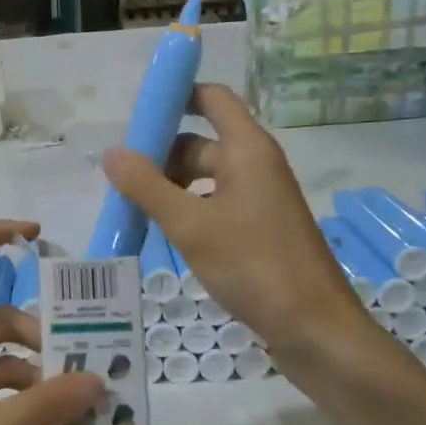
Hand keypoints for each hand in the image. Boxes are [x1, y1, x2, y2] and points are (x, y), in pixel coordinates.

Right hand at [102, 83, 370, 354]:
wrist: (314, 328)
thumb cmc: (254, 266)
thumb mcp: (190, 225)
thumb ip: (147, 187)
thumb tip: (112, 153)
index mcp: (247, 150)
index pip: (212, 98)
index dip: (176, 96)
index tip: (136, 115)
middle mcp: (255, 165)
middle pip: (200, 141)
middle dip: (159, 154)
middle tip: (118, 179)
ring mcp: (258, 198)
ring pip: (204, 177)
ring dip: (169, 186)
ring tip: (131, 208)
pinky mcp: (258, 228)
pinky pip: (213, 203)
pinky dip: (186, 209)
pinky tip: (161, 232)